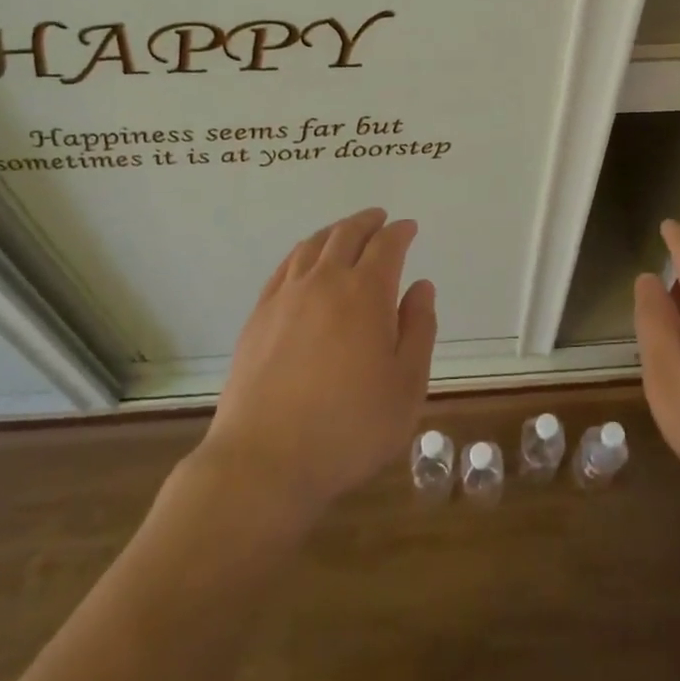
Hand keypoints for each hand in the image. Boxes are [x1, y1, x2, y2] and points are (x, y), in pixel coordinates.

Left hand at [200, 208, 437, 525]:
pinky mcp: (258, 316)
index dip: (401, 232)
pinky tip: (305, 261)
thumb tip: (421, 286)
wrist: (265, 461)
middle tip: (380, 218)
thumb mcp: (407, 386)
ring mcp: (285, 297)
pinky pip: (284, 267)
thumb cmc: (350, 428)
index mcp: (366, 293)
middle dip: (367, 222)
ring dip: (334, 231)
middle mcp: (324, 282)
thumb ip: (418, 329)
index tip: (410, 228)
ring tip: (345, 232)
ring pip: (312, 246)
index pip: (386, 245)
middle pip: (346, 234)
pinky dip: (302, 252)